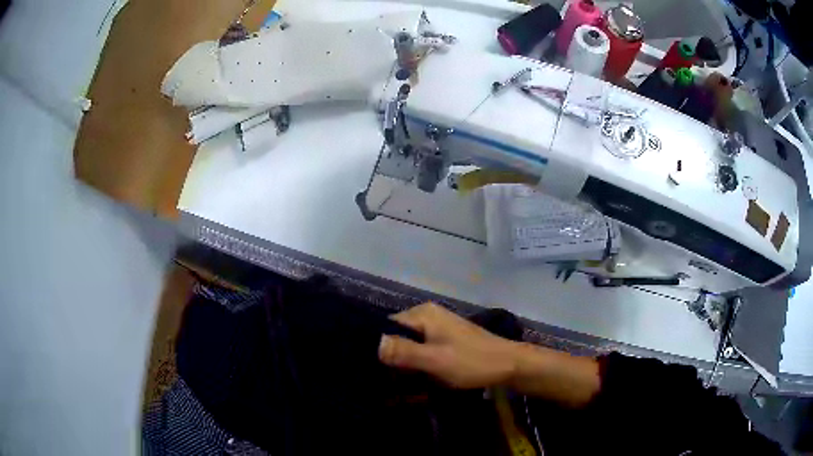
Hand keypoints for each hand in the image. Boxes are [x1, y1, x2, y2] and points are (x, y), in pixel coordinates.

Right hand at [378, 302, 517, 388]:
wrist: (508, 364)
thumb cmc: (471, 361)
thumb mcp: (435, 360)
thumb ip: (403, 352)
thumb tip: (372, 343)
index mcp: (423, 314)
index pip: (387, 326)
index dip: (378, 347)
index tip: (374, 369)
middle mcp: (428, 315)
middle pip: (398, 336)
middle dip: (393, 358)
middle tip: (389, 381)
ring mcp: (438, 326)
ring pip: (410, 344)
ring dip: (406, 363)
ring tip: (401, 382)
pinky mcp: (445, 338)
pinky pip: (422, 348)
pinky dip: (418, 362)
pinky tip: (417, 377)